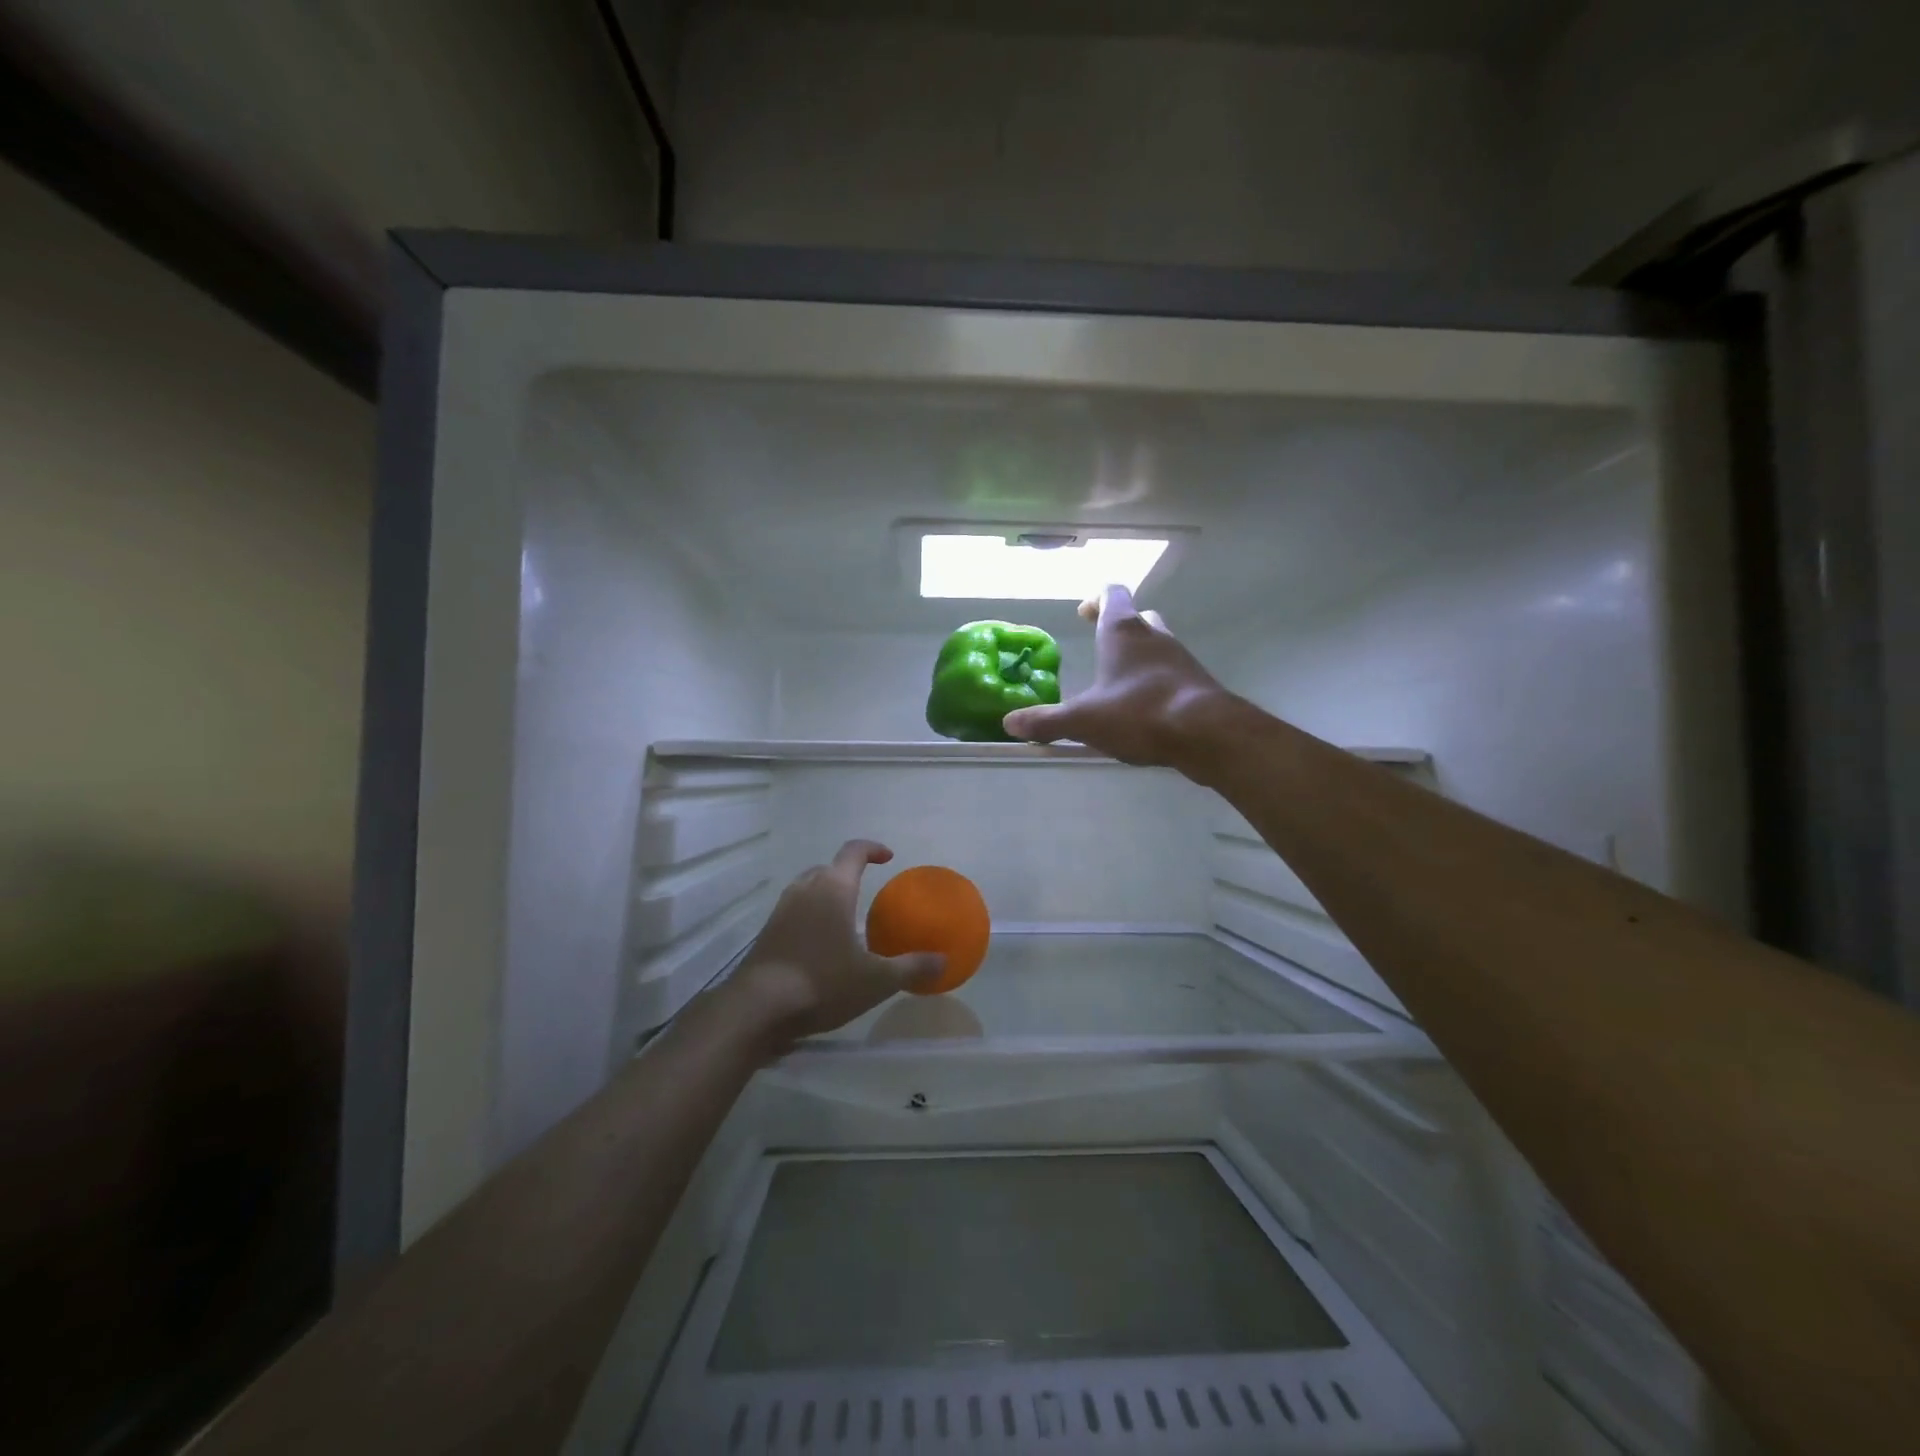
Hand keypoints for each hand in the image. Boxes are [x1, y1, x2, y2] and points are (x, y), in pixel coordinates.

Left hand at [719, 840, 944, 1053]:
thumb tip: (943, 962)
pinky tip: (820, 945)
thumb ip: (911, 968)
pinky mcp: (767, 932)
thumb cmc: (823, 983)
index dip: (872, 849)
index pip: (853, 852)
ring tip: (844, 918)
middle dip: (848, 874)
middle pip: (828, 868)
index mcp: (833, 889)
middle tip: (867, 891)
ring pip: (808, 888)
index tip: (888, 857)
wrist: (758, 1009)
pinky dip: (810, 916)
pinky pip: (794, 911)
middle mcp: (805, 890)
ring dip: (827, 894)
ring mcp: (781, 910)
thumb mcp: (876, 980)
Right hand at [1002, 584, 1231, 766]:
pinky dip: (1156, 682)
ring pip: (1157, 645)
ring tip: (1119, 683)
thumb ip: (1046, 721)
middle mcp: (1154, 636)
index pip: (1112, 595)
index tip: (1083, 613)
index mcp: (1123, 632)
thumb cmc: (1138, 712)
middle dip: (1119, 627)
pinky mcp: (1197, 683)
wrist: (1206, 733)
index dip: (1096, 599)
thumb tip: (1009, 723)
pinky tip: (1145, 709)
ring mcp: (1181, 658)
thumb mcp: (1083, 721)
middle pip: (1138, 617)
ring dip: (1139, 656)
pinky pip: (1172, 674)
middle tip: (1101, 646)